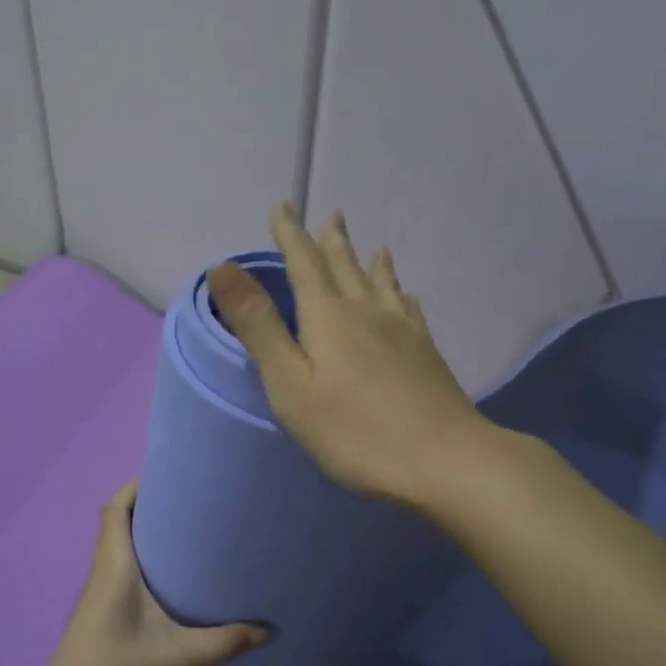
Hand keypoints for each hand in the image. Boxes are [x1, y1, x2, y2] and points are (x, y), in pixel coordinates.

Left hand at [17, 482, 264, 665]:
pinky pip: (123, 568)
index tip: (171, 473)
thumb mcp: (176, 658)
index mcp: (114, 566)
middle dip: (151, 503)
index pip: (115, 508)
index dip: (137, 485)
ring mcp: (100, 592)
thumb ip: (224, 642)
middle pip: (119, 520)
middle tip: (194, 499)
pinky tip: (175, 577)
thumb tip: (268, 630)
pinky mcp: (102, 611)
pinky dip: (145, 558)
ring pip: (121, 545)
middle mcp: (104, 571)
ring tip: (191, 529)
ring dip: (147, 531)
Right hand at [206, 204, 491, 504]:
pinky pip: (410, 310)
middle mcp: (367, 312)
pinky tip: (408, 298)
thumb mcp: (290, 384)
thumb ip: (258, 327)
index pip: (304, 263)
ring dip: (371, 263)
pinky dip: (402, 295)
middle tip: (332, 215)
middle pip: (346, 267)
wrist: (442, 459)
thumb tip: (222, 267)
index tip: (282, 206)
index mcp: (328, 318)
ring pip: (382, 285)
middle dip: (332, 242)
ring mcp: (404, 332)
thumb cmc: (354, 431)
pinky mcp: (427, 354)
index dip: (289, 234)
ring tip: (375, 246)